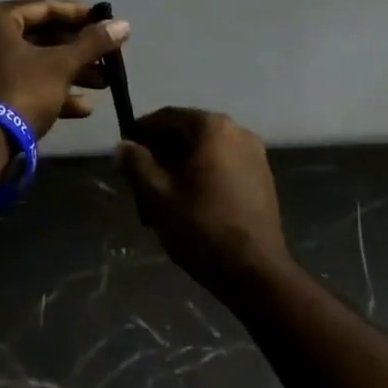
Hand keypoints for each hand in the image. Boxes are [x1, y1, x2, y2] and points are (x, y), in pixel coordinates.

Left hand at [0, 0, 130, 137]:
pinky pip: (24, 84)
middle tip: (108, 57)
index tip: (107, 22)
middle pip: (41, 37)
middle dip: (79, 50)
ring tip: (104, 84)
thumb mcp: (61, 65)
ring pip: (35, 63)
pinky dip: (52, 91)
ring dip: (71, 73)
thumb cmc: (21, 91)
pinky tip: (83, 108)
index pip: (45, 7)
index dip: (80, 14)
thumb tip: (123, 24)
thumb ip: (92, 43)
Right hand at [116, 108, 290, 295]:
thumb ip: (136, 163)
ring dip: (180, 167)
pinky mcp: (263, 179)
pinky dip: (202, 176)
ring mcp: (256, 155)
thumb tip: (124, 145)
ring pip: (205, 152)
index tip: (124, 151)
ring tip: (161, 198)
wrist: (254, 271)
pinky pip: (223, 166)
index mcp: (213, 128)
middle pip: (188, 133)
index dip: (141, 131)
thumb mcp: (157, 194)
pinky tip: (188, 204)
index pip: (167, 116)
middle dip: (160, 153)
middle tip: (139, 180)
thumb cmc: (200, 226)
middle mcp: (238, 132)